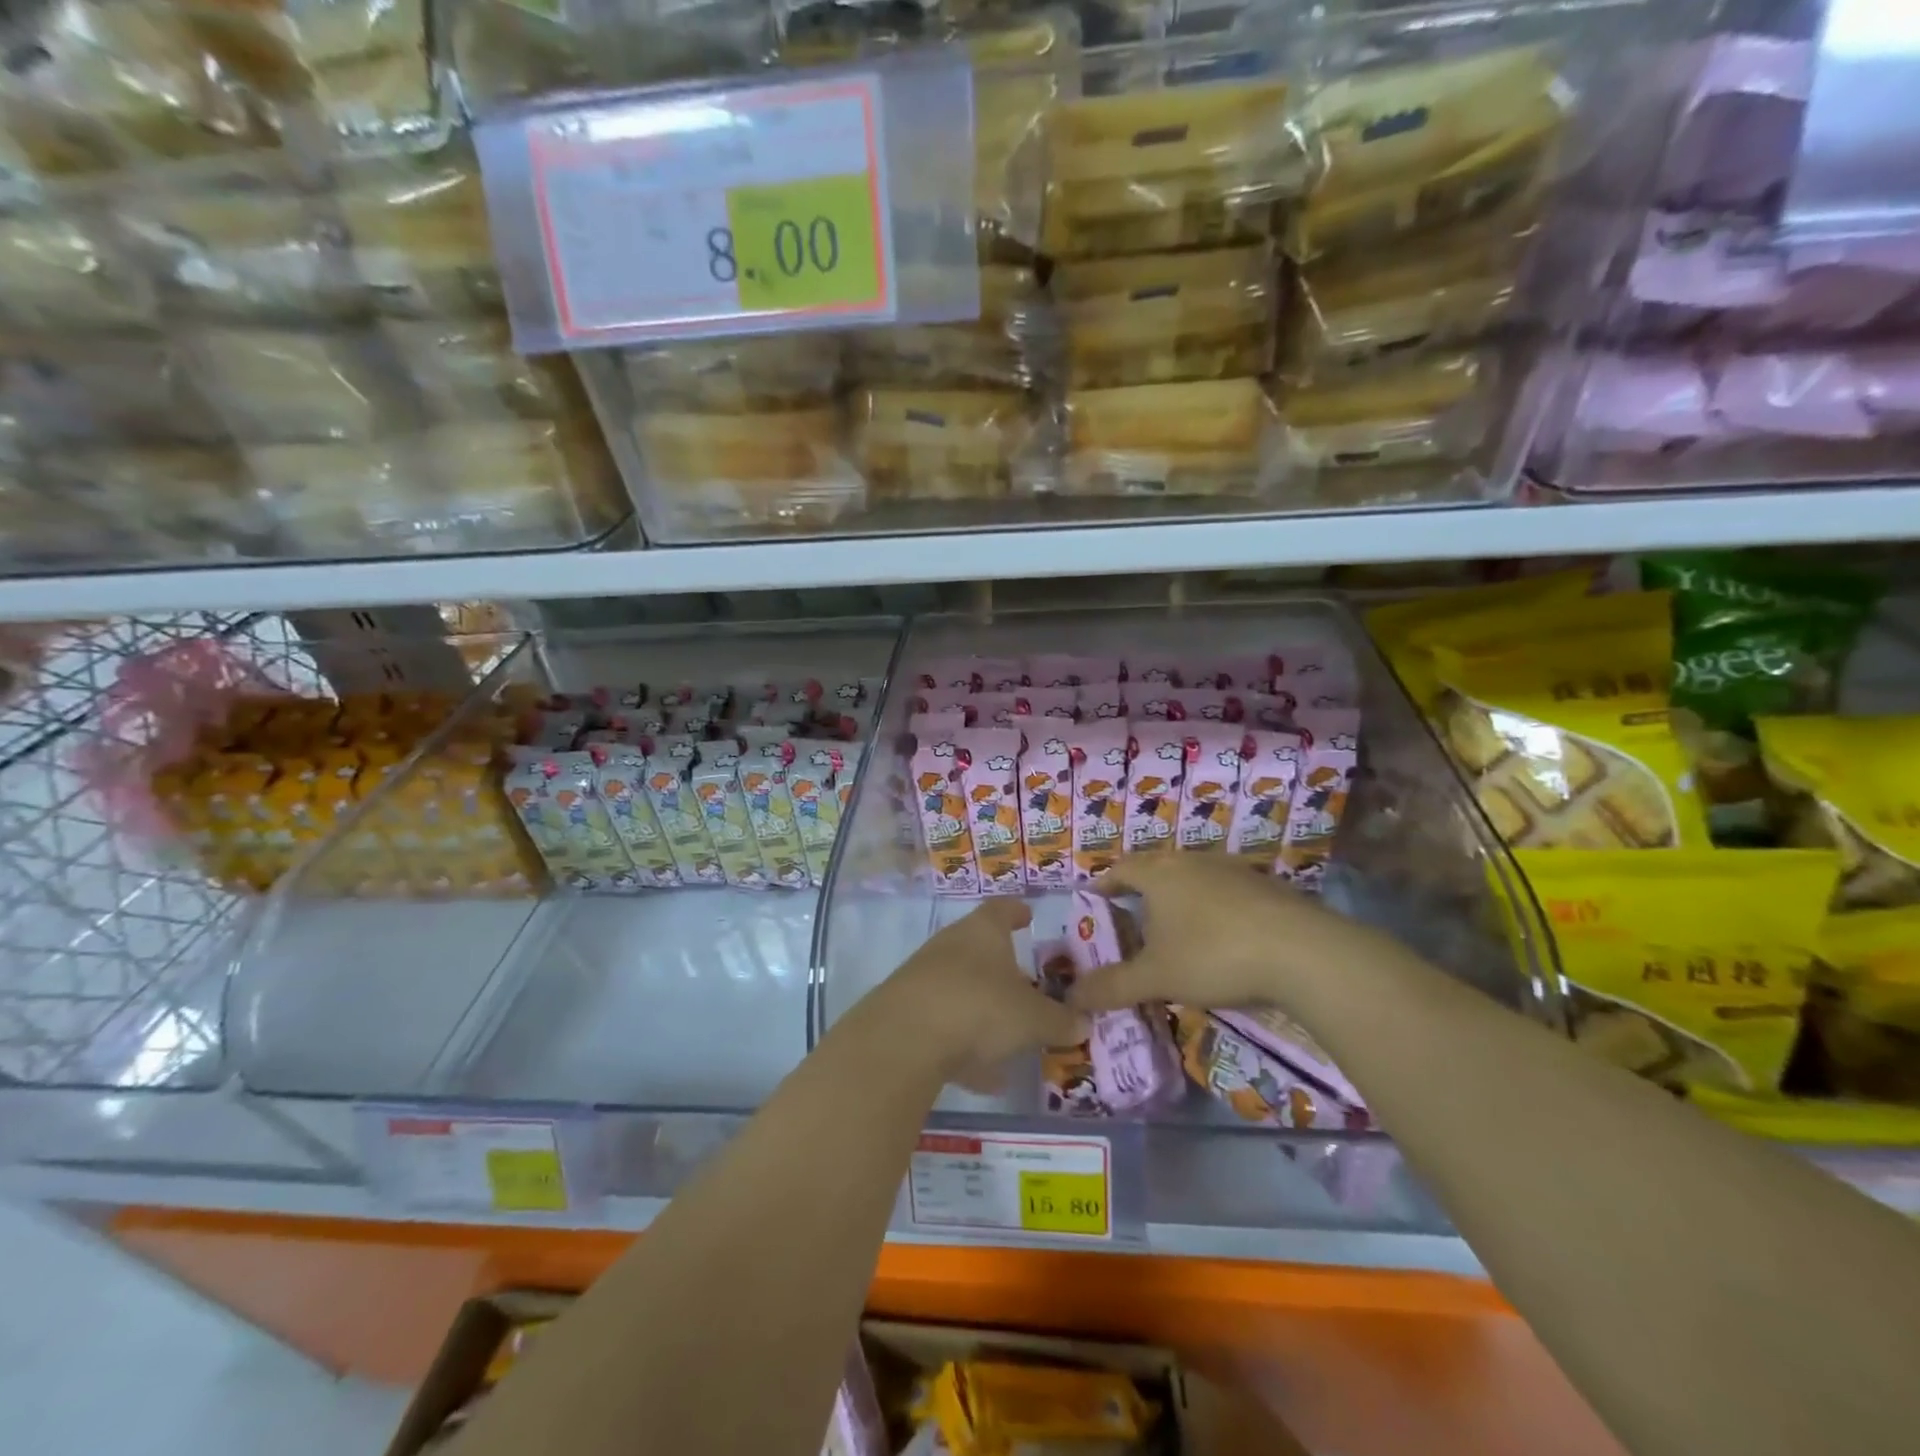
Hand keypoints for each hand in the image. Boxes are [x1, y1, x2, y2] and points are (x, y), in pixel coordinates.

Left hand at [864, 899, 1083, 1084]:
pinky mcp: (906, 1011)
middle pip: (980, 947)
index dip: (1017, 911)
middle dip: (1004, 967)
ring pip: (962, 988)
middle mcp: (951, 944)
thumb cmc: (979, 1008)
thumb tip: (1084, 1022)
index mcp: (983, 931)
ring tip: (1011, 1038)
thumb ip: (1060, 1021)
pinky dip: (965, 1044)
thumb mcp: (1033, 1019)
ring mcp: (924, 976)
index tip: (1028, 915)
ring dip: (984, 1009)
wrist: (903, 1039)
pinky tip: (984, 1077)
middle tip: (1028, 984)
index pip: (1003, 909)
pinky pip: (945, 1023)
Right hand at [1069, 855, 1379, 1012]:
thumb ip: (1112, 986)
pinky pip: (1227, 892)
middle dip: (1142, 891)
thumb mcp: (1156, 977)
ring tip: (1175, 930)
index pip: (1121, 869)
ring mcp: (1234, 870)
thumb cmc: (1213, 955)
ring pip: (1194, 878)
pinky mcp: (1267, 887)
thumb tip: (1071, 997)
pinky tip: (1222, 938)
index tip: (1094, 899)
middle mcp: (1193, 861)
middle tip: (1132, 918)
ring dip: (1180, 899)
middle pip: (1158, 868)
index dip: (1105, 883)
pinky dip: (1214, 909)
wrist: (1302, 952)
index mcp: (1160, 873)